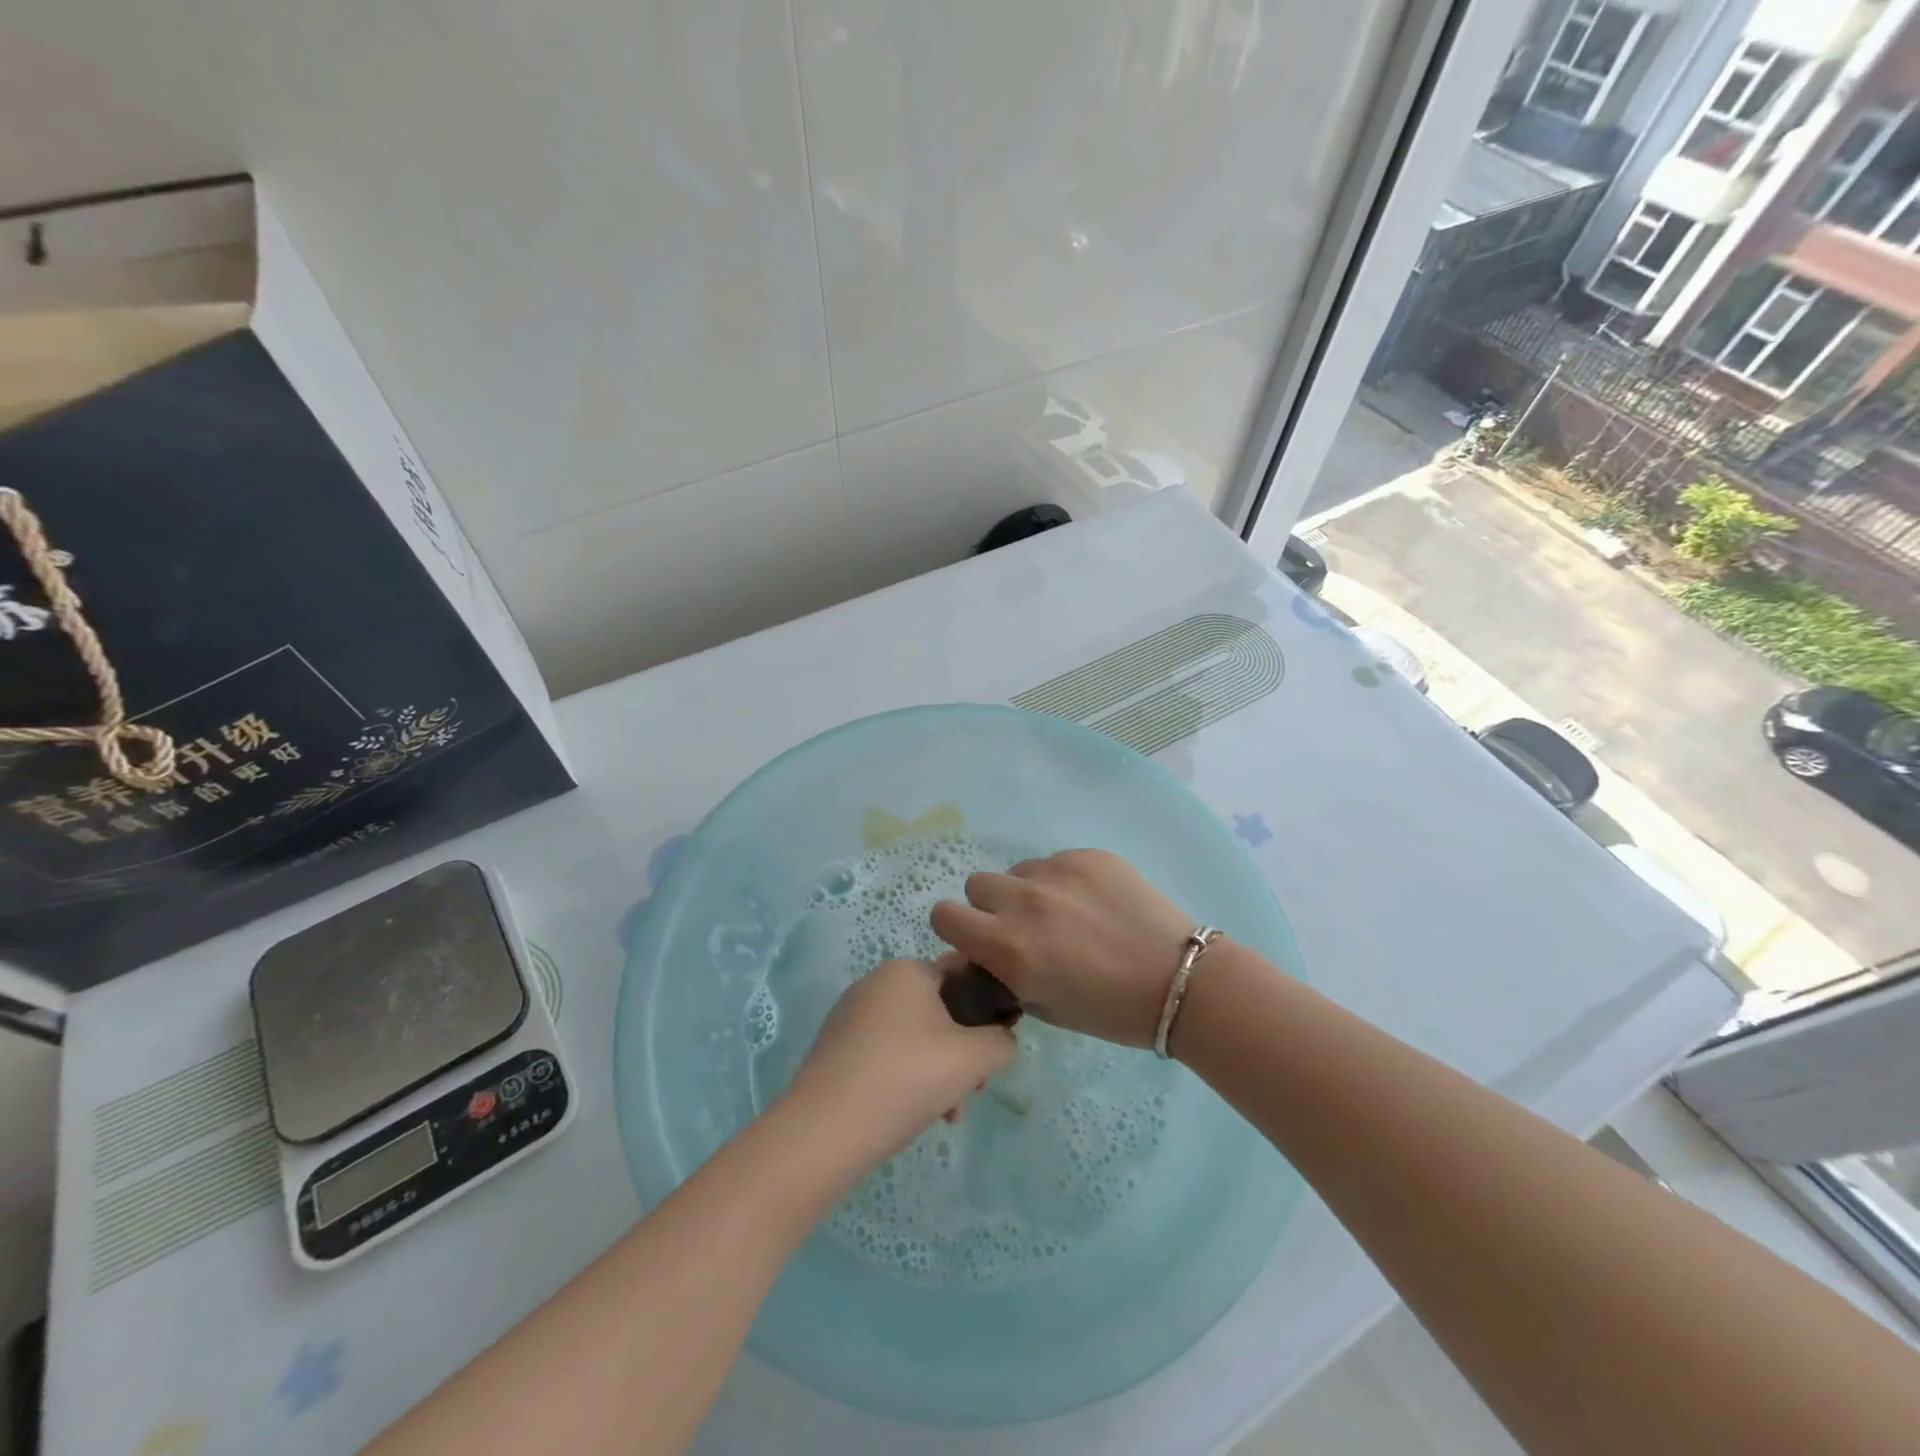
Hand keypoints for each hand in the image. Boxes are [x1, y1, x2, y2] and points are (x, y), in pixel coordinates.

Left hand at [785, 958, 1016, 1166]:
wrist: (825, 1129)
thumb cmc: (907, 1077)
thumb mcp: (973, 1058)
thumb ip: (1002, 1042)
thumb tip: (1002, 1040)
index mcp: (907, 970)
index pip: (962, 974)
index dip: (988, 1006)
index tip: (997, 1045)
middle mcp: (876, 982)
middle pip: (939, 1010)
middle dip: (963, 1050)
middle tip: (973, 1089)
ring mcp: (851, 1015)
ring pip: (914, 1037)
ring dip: (939, 1071)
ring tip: (947, 1115)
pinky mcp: (836, 1048)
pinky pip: (886, 1054)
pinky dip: (907, 1078)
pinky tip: (915, 1115)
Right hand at [931, 849, 1193, 1047]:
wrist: (1179, 981)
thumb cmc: (1109, 1010)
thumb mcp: (1042, 1006)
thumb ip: (1003, 972)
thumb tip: (983, 951)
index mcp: (1007, 947)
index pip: (943, 915)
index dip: (956, 927)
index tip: (977, 937)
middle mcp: (1023, 902)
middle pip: (977, 885)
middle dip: (991, 906)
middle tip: (1023, 926)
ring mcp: (1056, 872)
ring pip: (1018, 871)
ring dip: (1029, 891)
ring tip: (1066, 914)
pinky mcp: (1087, 855)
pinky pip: (1055, 862)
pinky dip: (1065, 881)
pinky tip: (1095, 903)